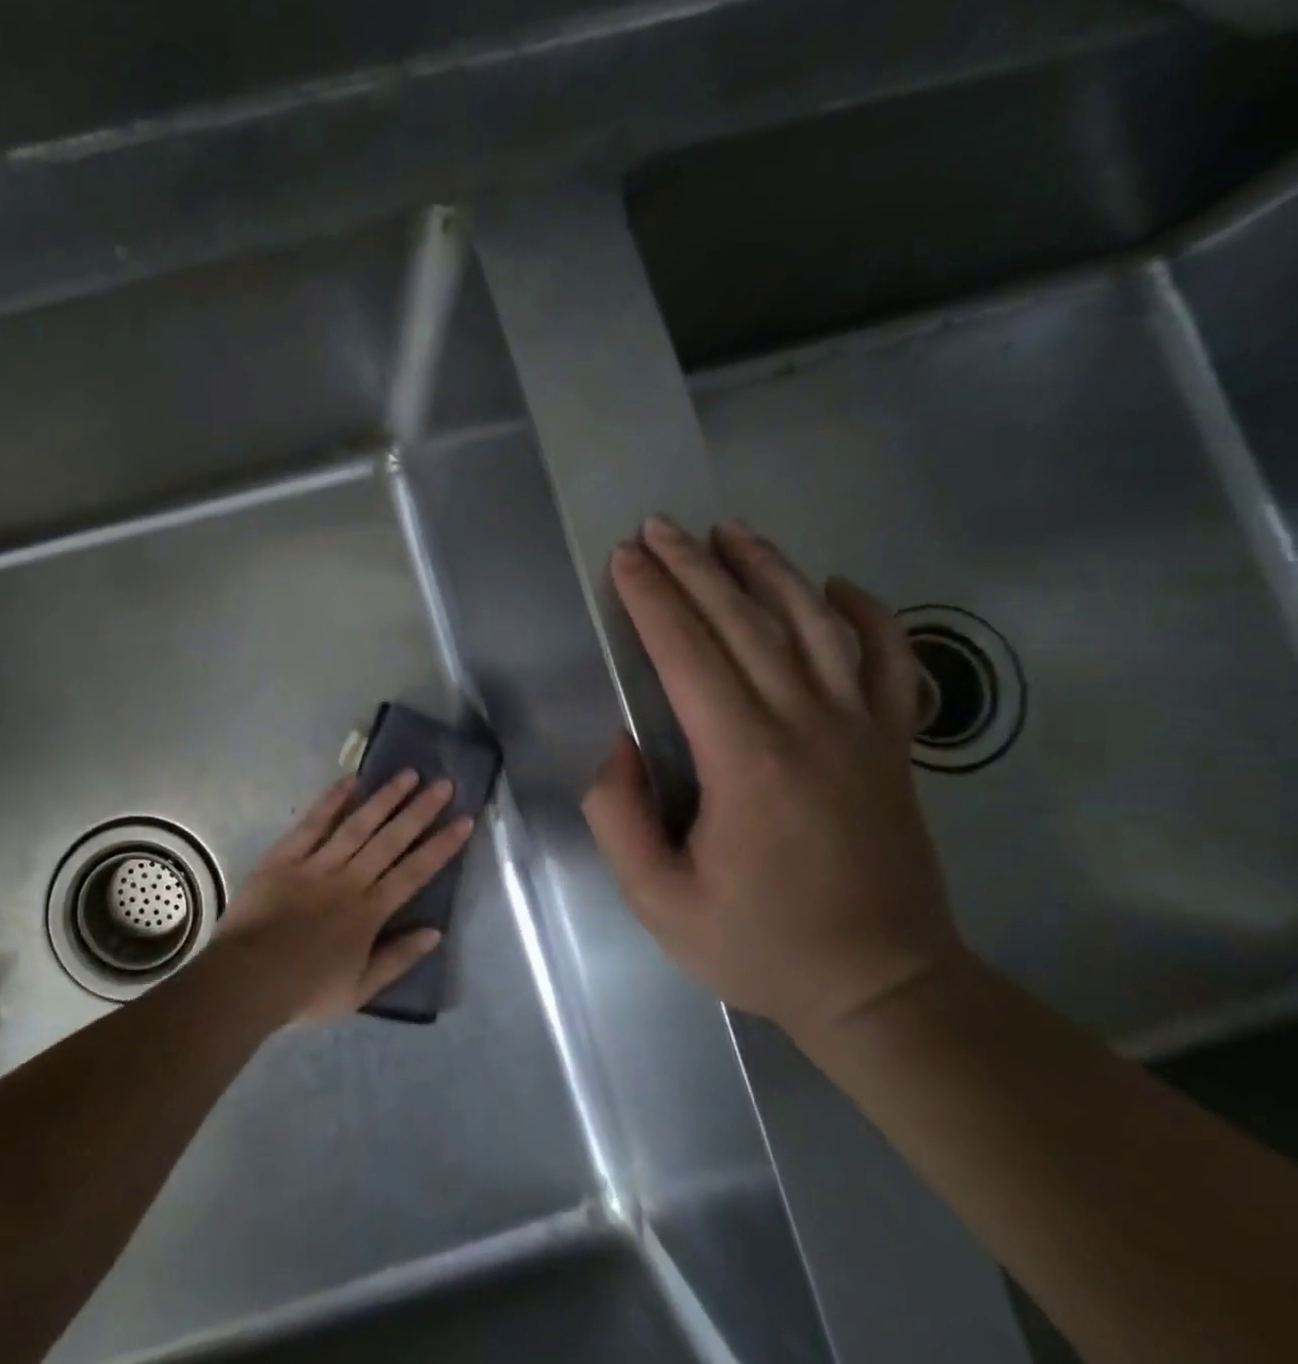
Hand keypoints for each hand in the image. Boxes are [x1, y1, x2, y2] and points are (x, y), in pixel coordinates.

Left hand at [213, 771, 474, 1021]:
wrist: (248, 979)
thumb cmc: (305, 990)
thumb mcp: (360, 990)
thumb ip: (398, 958)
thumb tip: (436, 932)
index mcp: (369, 912)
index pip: (414, 872)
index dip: (441, 846)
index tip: (463, 820)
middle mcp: (349, 880)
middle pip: (391, 840)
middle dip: (420, 811)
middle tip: (443, 784)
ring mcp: (317, 864)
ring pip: (357, 825)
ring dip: (385, 799)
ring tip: (408, 774)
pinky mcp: (285, 856)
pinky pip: (312, 823)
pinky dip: (331, 800)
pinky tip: (351, 780)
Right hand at [582, 516, 968, 1043]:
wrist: (883, 988)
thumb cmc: (758, 944)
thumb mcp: (657, 901)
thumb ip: (619, 817)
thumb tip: (624, 745)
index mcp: (746, 761)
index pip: (690, 654)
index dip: (653, 600)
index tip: (624, 559)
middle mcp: (808, 727)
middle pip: (746, 623)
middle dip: (695, 567)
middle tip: (658, 527)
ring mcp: (862, 730)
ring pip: (815, 625)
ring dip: (769, 570)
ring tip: (731, 531)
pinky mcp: (894, 745)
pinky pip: (889, 661)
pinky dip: (867, 615)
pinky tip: (837, 586)